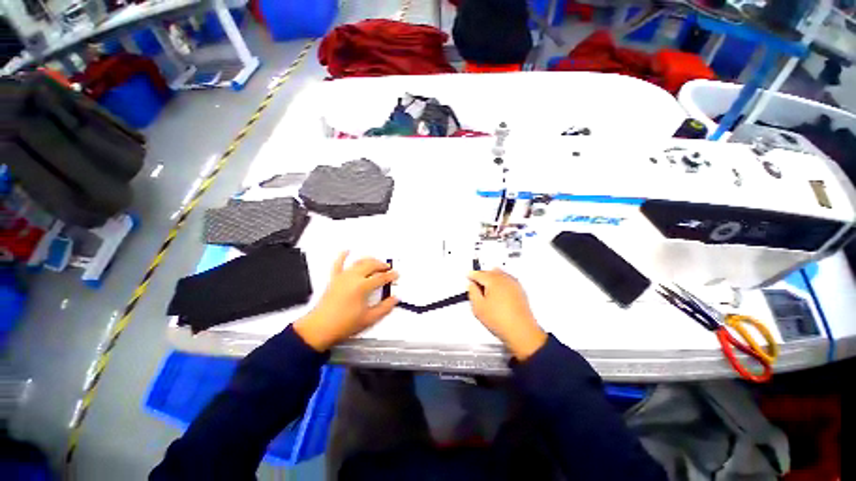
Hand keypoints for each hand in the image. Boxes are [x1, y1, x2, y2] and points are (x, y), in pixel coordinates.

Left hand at [294, 252, 398, 350]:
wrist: (320, 328)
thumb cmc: (343, 324)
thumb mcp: (369, 318)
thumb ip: (385, 308)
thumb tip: (394, 299)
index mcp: (363, 286)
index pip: (381, 277)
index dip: (391, 276)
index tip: (396, 275)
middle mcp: (353, 278)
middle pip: (371, 265)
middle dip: (381, 265)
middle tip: (388, 268)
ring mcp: (342, 277)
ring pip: (358, 262)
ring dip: (369, 260)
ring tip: (375, 261)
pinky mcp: (334, 279)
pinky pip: (338, 264)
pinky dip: (343, 256)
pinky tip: (347, 251)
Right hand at [467, 269, 546, 359]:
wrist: (521, 332)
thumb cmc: (501, 321)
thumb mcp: (478, 307)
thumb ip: (472, 292)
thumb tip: (471, 285)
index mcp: (494, 280)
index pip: (479, 274)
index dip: (471, 275)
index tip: (468, 276)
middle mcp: (505, 279)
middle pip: (490, 272)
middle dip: (482, 276)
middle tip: (476, 284)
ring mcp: (514, 284)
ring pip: (500, 275)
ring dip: (492, 278)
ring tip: (486, 290)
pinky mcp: (520, 291)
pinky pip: (507, 281)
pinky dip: (501, 283)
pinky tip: (498, 293)